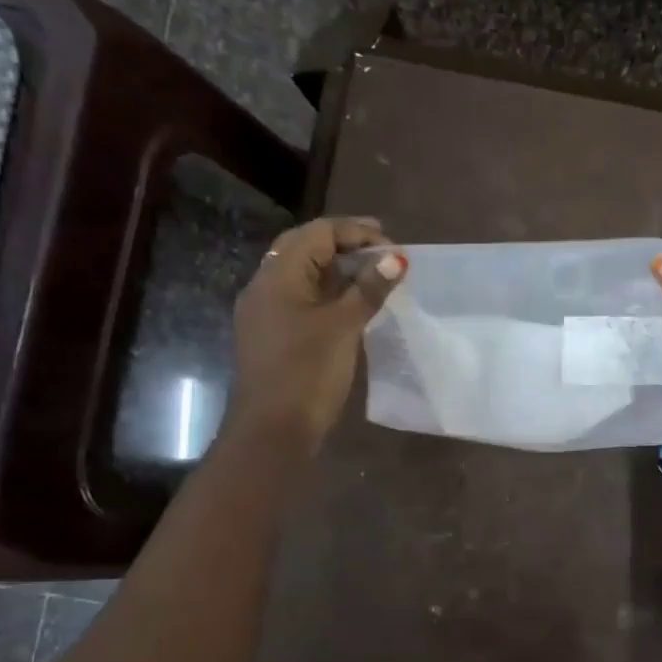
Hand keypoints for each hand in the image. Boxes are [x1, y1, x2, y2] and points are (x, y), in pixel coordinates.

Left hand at [225, 217, 405, 452]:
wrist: (273, 429)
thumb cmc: (308, 372)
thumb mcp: (344, 326)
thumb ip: (369, 289)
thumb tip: (396, 259)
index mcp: (278, 276)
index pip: (317, 233)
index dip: (356, 232)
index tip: (392, 245)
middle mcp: (265, 286)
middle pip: (305, 248)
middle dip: (345, 245)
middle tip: (383, 253)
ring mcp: (265, 312)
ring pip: (302, 275)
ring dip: (337, 269)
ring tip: (373, 276)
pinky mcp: (272, 335)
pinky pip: (300, 298)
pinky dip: (327, 292)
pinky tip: (351, 305)